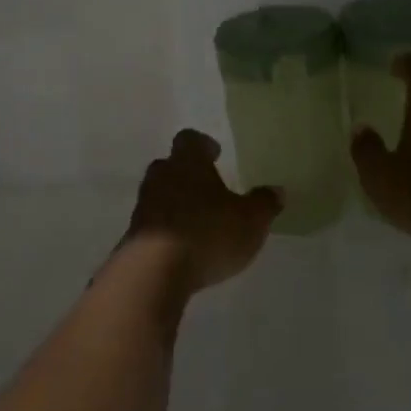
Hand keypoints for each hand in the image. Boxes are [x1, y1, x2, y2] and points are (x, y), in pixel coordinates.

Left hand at [125, 129, 280, 292]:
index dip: (202, 144)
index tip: (214, 153)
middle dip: (186, 174)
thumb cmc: (207, 233)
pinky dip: (166, 229)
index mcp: (188, 162)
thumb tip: (277, 190)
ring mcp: (143, 205)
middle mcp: (161, 176)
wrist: (153, 271)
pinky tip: (181, 246)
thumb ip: (264, 203)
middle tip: (207, 188)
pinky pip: (152, 223)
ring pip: (159, 193)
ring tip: (196, 220)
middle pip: (170, 165)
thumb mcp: (250, 221)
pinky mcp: (133, 235)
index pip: (190, 139)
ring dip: (175, 202)